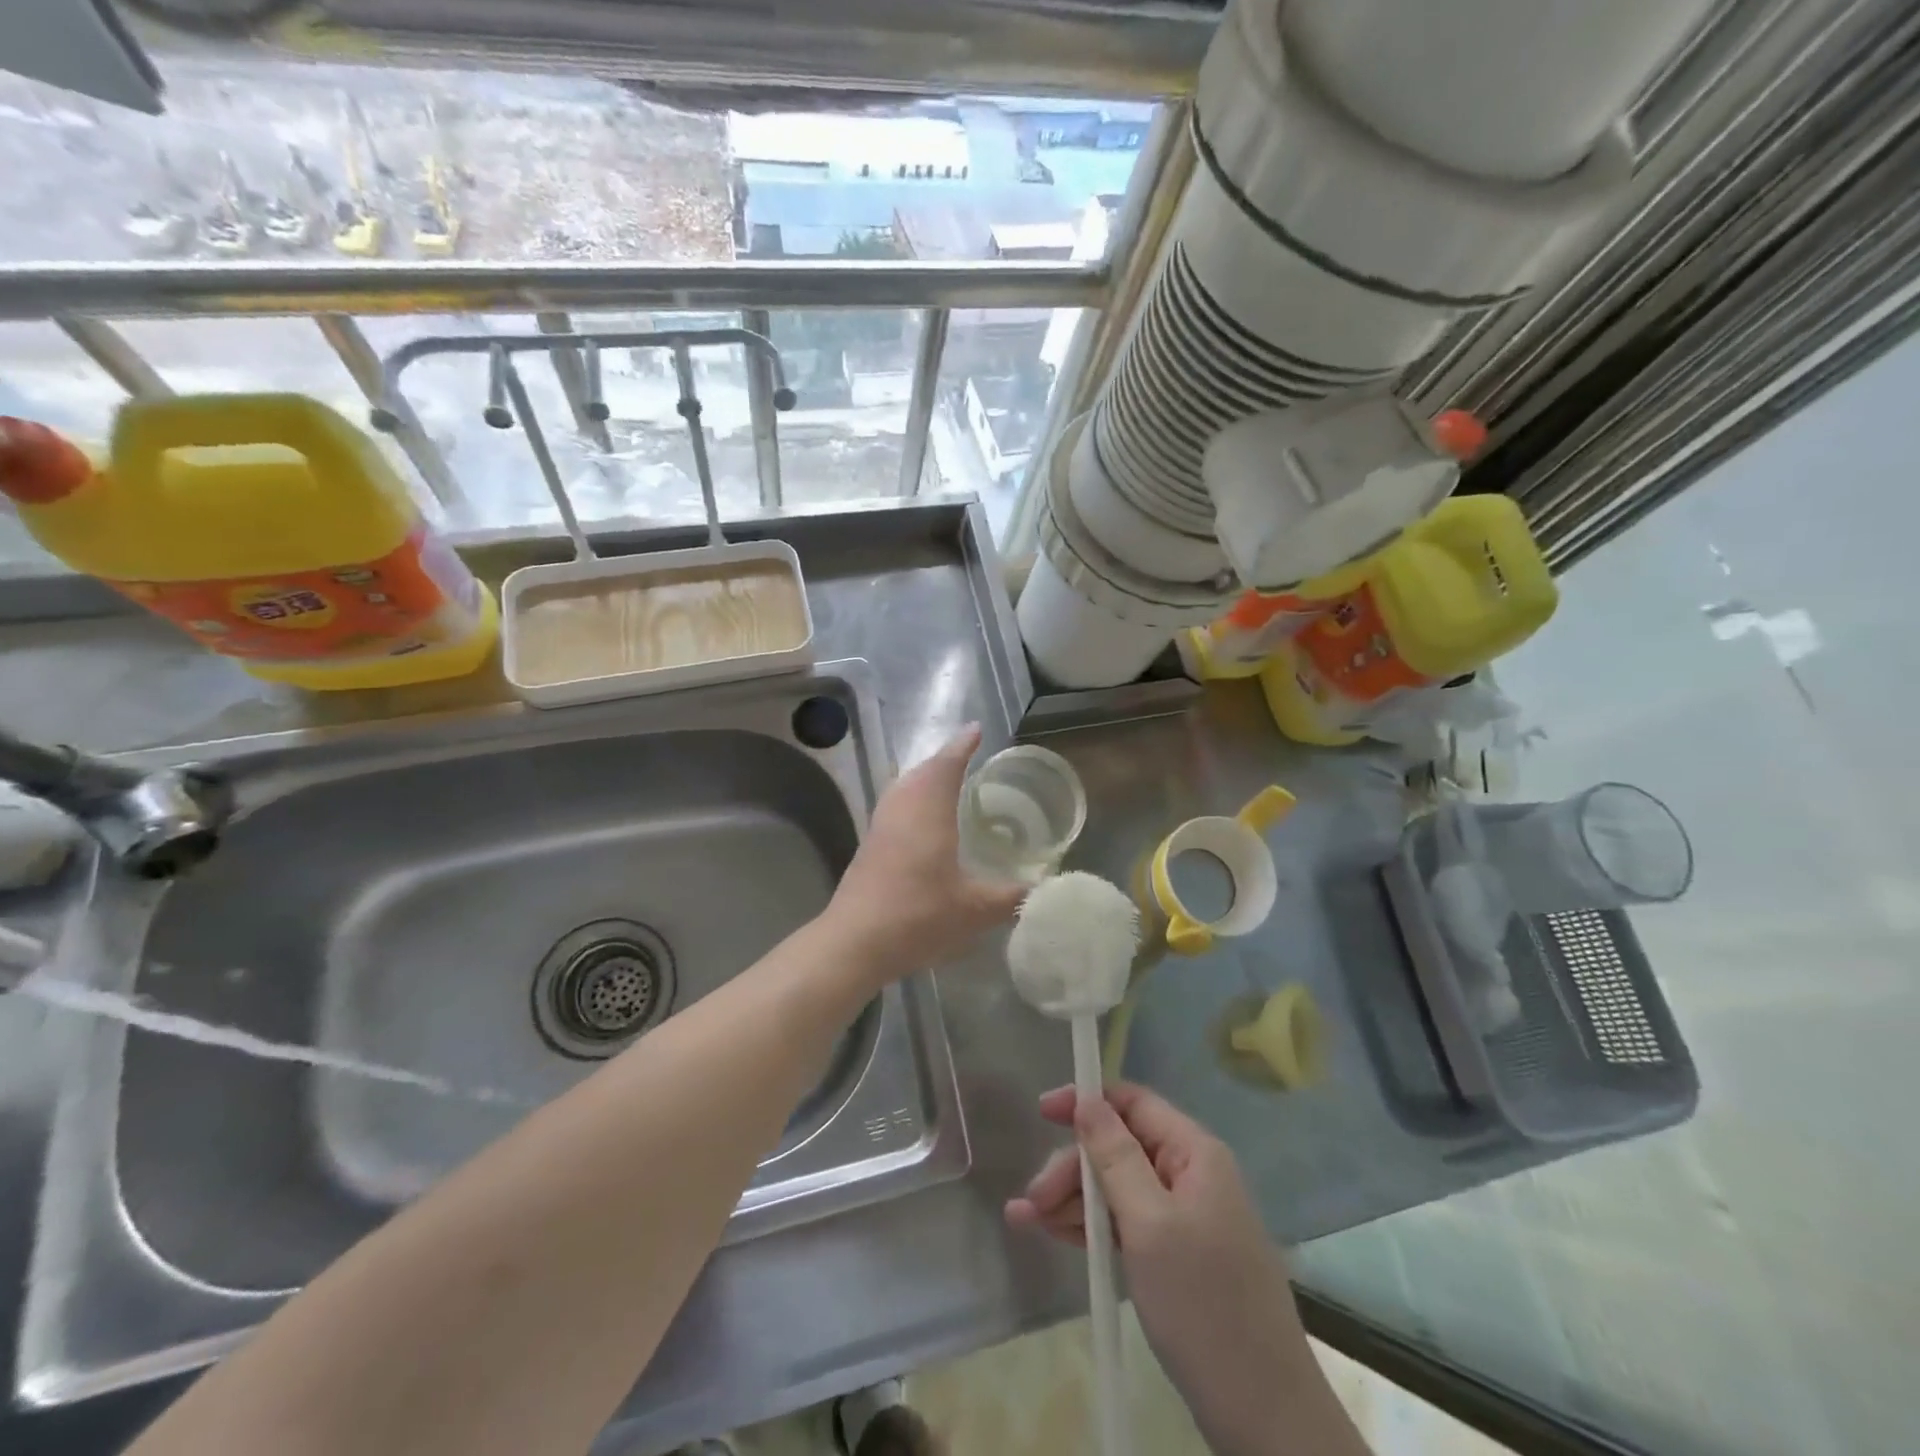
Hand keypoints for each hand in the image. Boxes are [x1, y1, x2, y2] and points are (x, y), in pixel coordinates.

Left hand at [827, 724, 1025, 980]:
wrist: (854, 942)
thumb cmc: (918, 915)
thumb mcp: (975, 909)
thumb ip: (1012, 896)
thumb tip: (1043, 887)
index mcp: (928, 810)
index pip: (947, 764)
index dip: (963, 745)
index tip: (977, 729)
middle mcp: (901, 808)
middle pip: (922, 770)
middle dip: (945, 760)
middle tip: (968, 758)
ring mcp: (880, 826)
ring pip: (904, 788)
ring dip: (925, 779)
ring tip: (948, 785)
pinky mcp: (868, 846)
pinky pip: (895, 807)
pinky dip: (913, 800)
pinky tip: (924, 824)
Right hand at [1005, 1084, 1313, 1455]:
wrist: (1265, 1415)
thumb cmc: (1203, 1304)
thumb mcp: (1149, 1224)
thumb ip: (1114, 1156)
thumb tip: (1088, 1099)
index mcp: (1194, 1154)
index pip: (1133, 1103)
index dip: (1087, 1102)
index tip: (1041, 1113)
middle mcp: (1191, 1175)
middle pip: (1120, 1147)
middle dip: (1074, 1167)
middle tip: (1033, 1199)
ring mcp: (1185, 1218)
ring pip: (1118, 1187)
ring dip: (1073, 1199)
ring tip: (1027, 1220)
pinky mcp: (1177, 1256)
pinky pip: (1126, 1223)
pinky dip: (1091, 1227)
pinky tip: (1054, 1234)